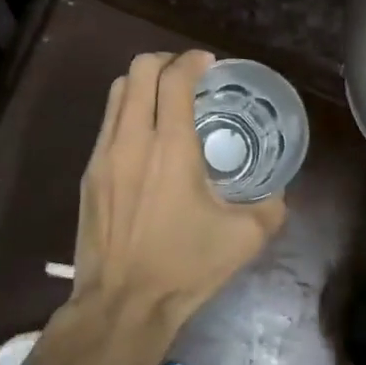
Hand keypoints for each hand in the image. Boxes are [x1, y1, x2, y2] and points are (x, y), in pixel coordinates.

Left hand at [63, 51, 285, 364]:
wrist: (122, 304)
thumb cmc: (185, 267)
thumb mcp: (245, 238)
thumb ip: (270, 205)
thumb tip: (277, 190)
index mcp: (171, 146)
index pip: (174, 78)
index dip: (193, 60)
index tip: (209, 63)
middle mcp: (132, 139)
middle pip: (138, 70)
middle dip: (165, 62)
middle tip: (188, 76)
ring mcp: (103, 155)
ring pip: (115, 92)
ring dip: (142, 84)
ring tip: (165, 100)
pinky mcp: (89, 174)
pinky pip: (107, 124)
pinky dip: (127, 112)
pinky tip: (146, 140)